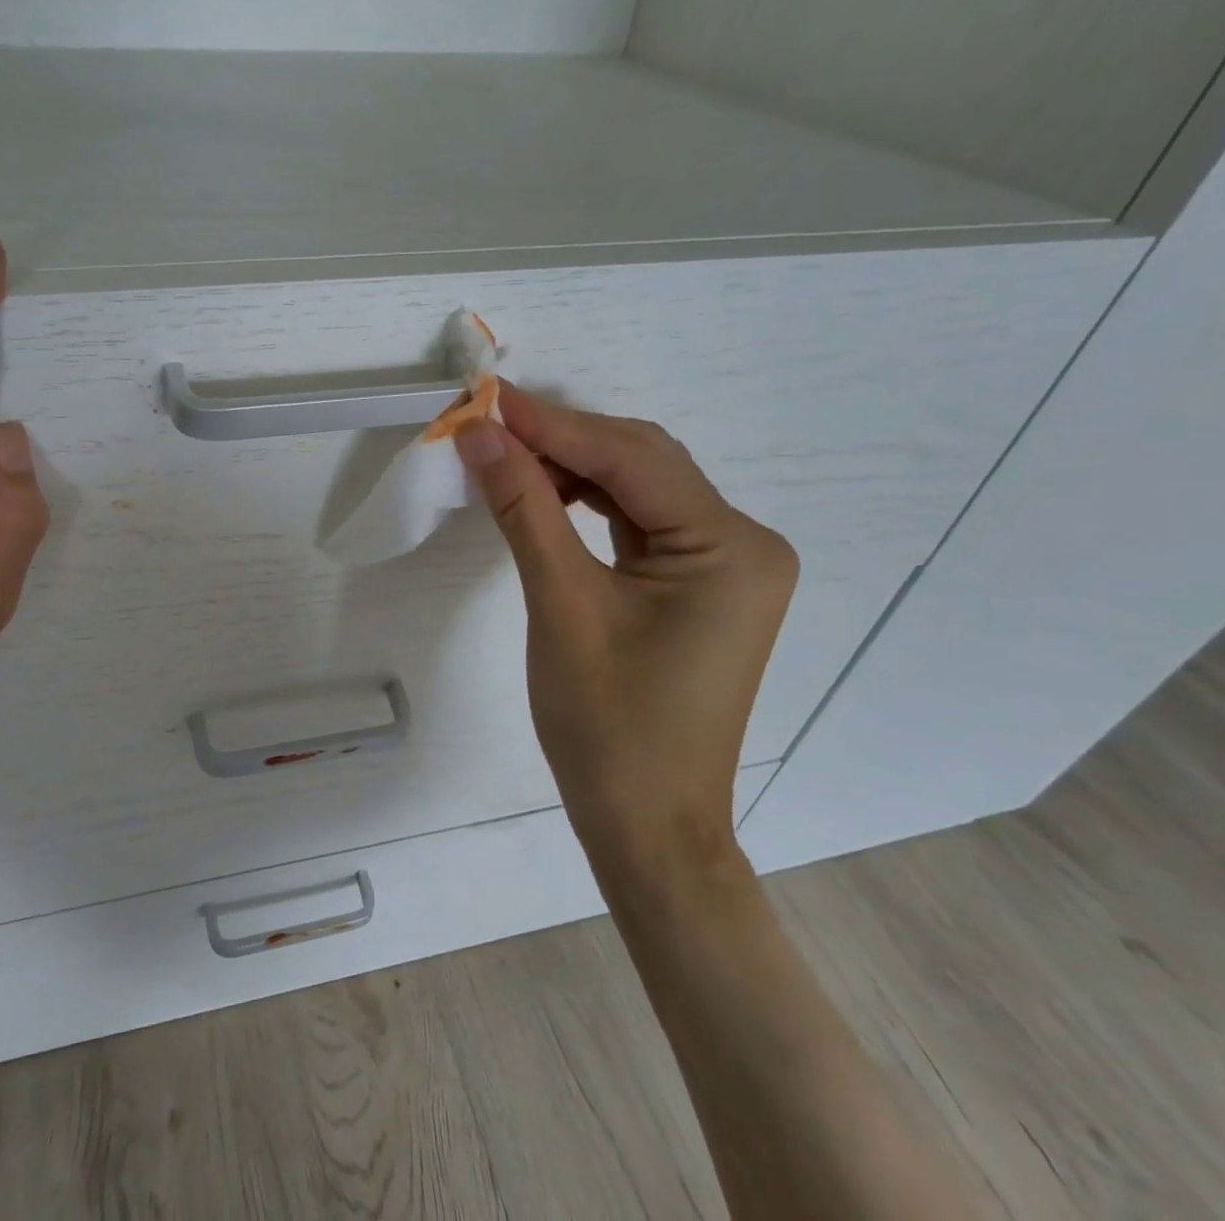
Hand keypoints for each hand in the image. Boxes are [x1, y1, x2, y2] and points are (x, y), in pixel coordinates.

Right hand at [456, 385, 796, 871]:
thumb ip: (523, 507)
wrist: (646, 825)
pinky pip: (639, 523)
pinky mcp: (699, 584)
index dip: (554, 425)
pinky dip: (588, 504)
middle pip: (643, 464)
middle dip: (563, 442)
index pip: (632, 460)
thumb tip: (480, 434)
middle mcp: (744, 544)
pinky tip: (545, 496)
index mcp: (731, 548)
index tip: (487, 400)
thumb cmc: (607, 726)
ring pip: (638, 490)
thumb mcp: (560, 605)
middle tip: (489, 428)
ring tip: (506, 459)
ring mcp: (726, 565)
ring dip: (572, 470)